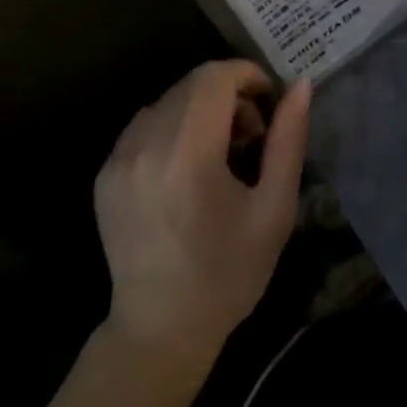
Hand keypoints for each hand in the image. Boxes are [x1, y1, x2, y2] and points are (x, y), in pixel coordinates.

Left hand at [93, 60, 310, 370]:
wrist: (160, 330)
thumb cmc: (229, 273)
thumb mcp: (275, 209)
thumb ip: (288, 140)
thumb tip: (301, 85)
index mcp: (189, 155)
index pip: (215, 77)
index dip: (247, 75)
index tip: (268, 102)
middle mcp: (146, 146)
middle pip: (192, 84)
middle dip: (228, 93)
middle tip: (250, 135)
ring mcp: (119, 159)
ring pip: (169, 100)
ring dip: (200, 108)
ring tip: (218, 152)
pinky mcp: (105, 173)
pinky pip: (145, 123)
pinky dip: (172, 126)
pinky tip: (185, 166)